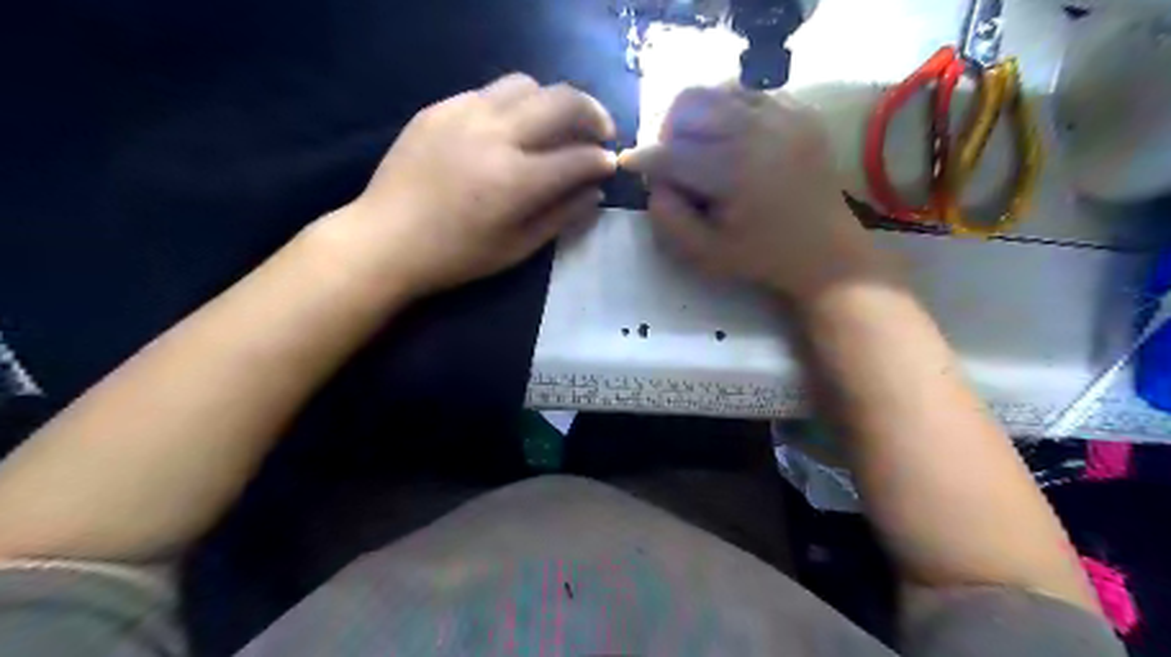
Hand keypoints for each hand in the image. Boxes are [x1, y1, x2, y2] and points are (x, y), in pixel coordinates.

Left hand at [315, 71, 615, 294]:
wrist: (385, 239)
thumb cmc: (456, 256)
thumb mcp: (516, 248)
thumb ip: (562, 216)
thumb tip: (594, 191)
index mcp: (516, 181)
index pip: (579, 157)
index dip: (603, 160)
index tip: (610, 165)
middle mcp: (495, 135)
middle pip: (562, 100)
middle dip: (593, 113)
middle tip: (600, 132)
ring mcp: (464, 113)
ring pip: (527, 84)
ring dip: (553, 102)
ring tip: (555, 126)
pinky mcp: (440, 107)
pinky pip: (490, 92)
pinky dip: (514, 105)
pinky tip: (511, 129)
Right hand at [622, 85, 887, 300]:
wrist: (826, 252)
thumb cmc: (762, 258)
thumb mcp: (706, 254)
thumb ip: (669, 220)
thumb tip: (655, 183)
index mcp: (736, 171)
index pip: (673, 152)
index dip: (644, 157)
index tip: (629, 163)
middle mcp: (760, 131)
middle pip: (693, 103)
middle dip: (669, 129)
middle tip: (670, 157)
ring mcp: (786, 115)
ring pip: (720, 89)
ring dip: (698, 115)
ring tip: (699, 144)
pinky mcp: (802, 112)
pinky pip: (752, 92)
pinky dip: (730, 110)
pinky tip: (731, 139)